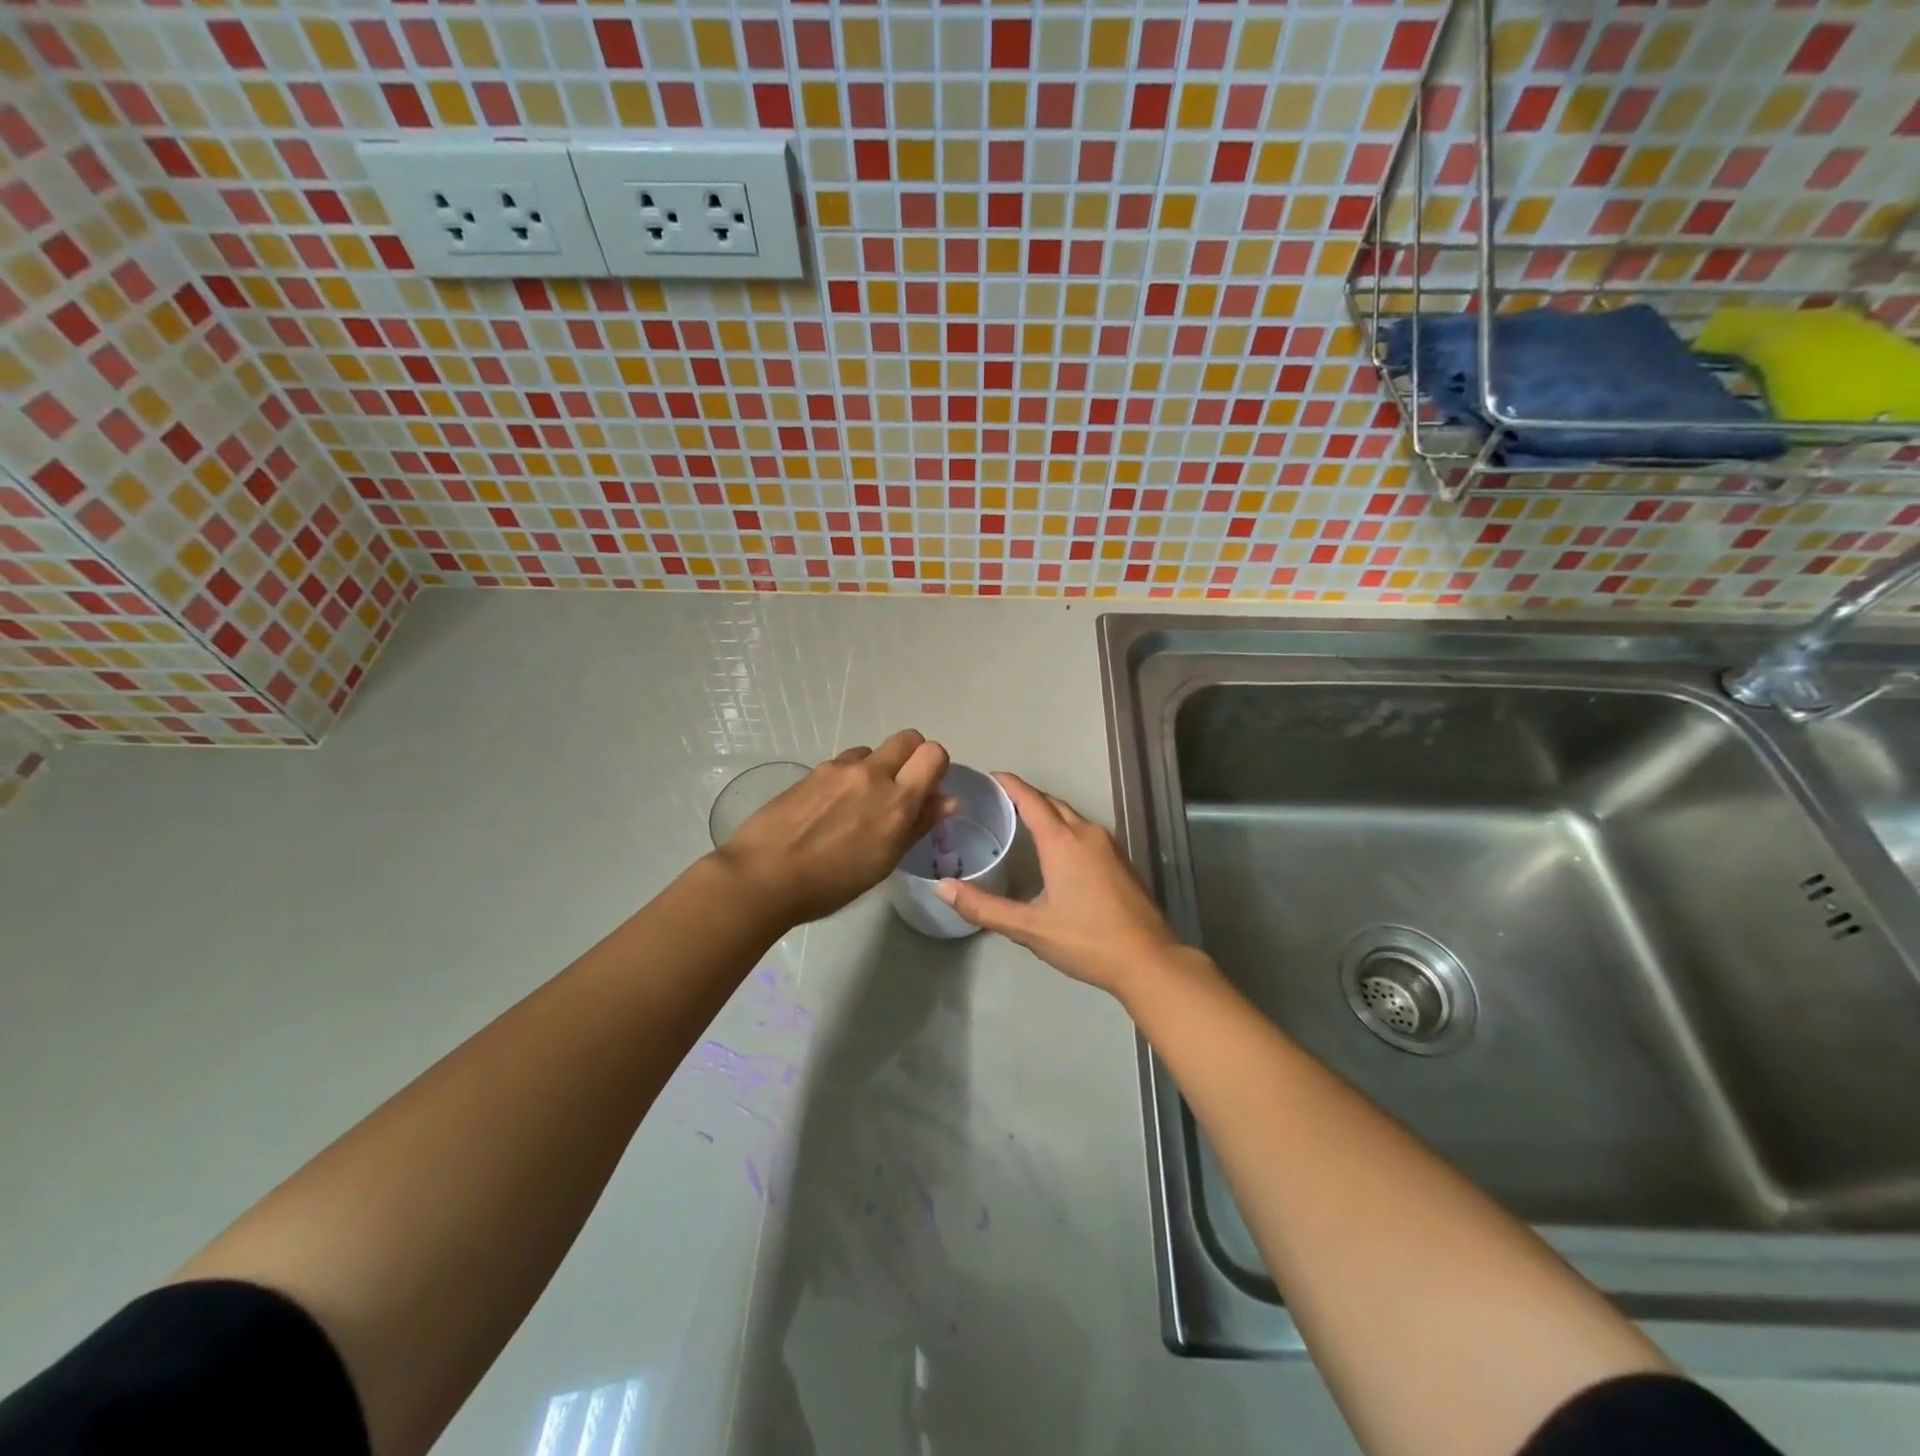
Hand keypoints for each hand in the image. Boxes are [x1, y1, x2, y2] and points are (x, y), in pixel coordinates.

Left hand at [716, 729, 952, 928]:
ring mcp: (840, 768)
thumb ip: (918, 825)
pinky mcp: (814, 771)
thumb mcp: (884, 861)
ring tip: (859, 803)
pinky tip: (831, 807)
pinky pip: (845, 762)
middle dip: (912, 757)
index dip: (936, 768)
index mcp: (897, 800)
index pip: (934, 754)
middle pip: (908, 738)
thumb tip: (948, 800)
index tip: (927, 790)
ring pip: (873, 751)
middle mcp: (872, 774)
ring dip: (877, 767)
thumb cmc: (830, 883)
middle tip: (900, 789)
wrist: (763, 876)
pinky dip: (849, 776)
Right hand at [934, 773, 1188, 996]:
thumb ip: (984, 907)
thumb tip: (942, 887)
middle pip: (1052, 803)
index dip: (1009, 784)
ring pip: (1071, 816)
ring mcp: (1109, 845)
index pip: (1030, 799)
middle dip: (1026, 796)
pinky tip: (1055, 849)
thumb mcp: (1029, 928)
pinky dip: (1064, 828)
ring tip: (1021, 821)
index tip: (989, 777)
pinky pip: (1085, 831)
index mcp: (1062, 841)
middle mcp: (1086, 833)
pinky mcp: (1121, 860)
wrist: (1148, 959)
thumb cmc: (1086, 940)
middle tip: (997, 801)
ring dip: (1047, 812)